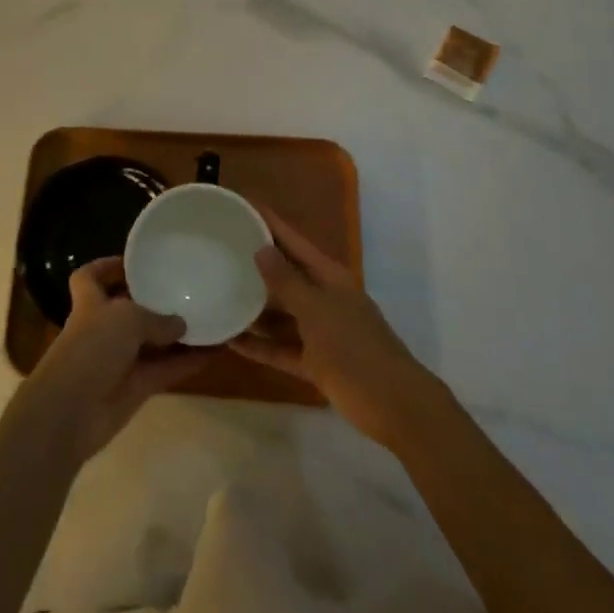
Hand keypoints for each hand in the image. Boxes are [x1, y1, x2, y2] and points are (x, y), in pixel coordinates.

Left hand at [17, 257, 209, 462]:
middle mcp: (104, 328)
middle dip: (154, 300)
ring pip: (153, 342)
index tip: (134, 263)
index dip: (107, 267)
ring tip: (209, 316)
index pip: (90, 276)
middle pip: (129, 308)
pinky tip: (214, 351)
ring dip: (178, 334)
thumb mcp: (126, 319)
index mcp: (90, 303)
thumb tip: (180, 324)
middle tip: (186, 288)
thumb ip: (156, 319)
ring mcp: (120, 360)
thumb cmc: (92, 348)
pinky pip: (166, 369)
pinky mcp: (136, 388)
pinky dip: (188, 362)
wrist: (72, 411)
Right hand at [231, 212, 447, 448]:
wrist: (395, 407)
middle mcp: (325, 299)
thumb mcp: (316, 312)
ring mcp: (321, 332)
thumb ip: (286, 282)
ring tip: (218, 295)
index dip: (271, 223)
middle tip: (220, 251)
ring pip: (282, 315)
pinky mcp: (316, 364)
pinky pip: (282, 349)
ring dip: (254, 309)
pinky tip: (231, 342)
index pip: (295, 242)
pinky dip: (260, 346)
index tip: (244, 204)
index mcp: (330, 278)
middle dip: (257, 265)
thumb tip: (262, 248)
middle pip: (286, 276)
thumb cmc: (355, 350)